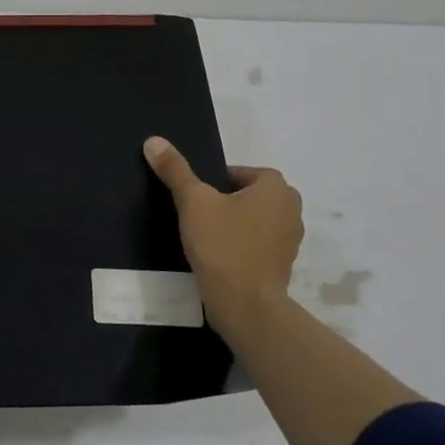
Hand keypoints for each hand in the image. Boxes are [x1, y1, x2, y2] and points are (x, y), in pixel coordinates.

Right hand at [143, 136, 303, 324]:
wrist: (244, 303)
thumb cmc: (222, 244)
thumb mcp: (193, 202)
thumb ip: (175, 171)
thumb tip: (154, 140)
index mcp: (275, 187)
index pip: (243, 172)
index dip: (218, 181)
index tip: (198, 196)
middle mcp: (291, 209)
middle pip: (251, 195)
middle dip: (228, 201)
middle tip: (200, 214)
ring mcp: (290, 240)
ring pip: (256, 221)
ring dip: (236, 224)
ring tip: (207, 236)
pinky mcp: (283, 265)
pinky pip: (259, 245)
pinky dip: (242, 246)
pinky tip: (219, 257)